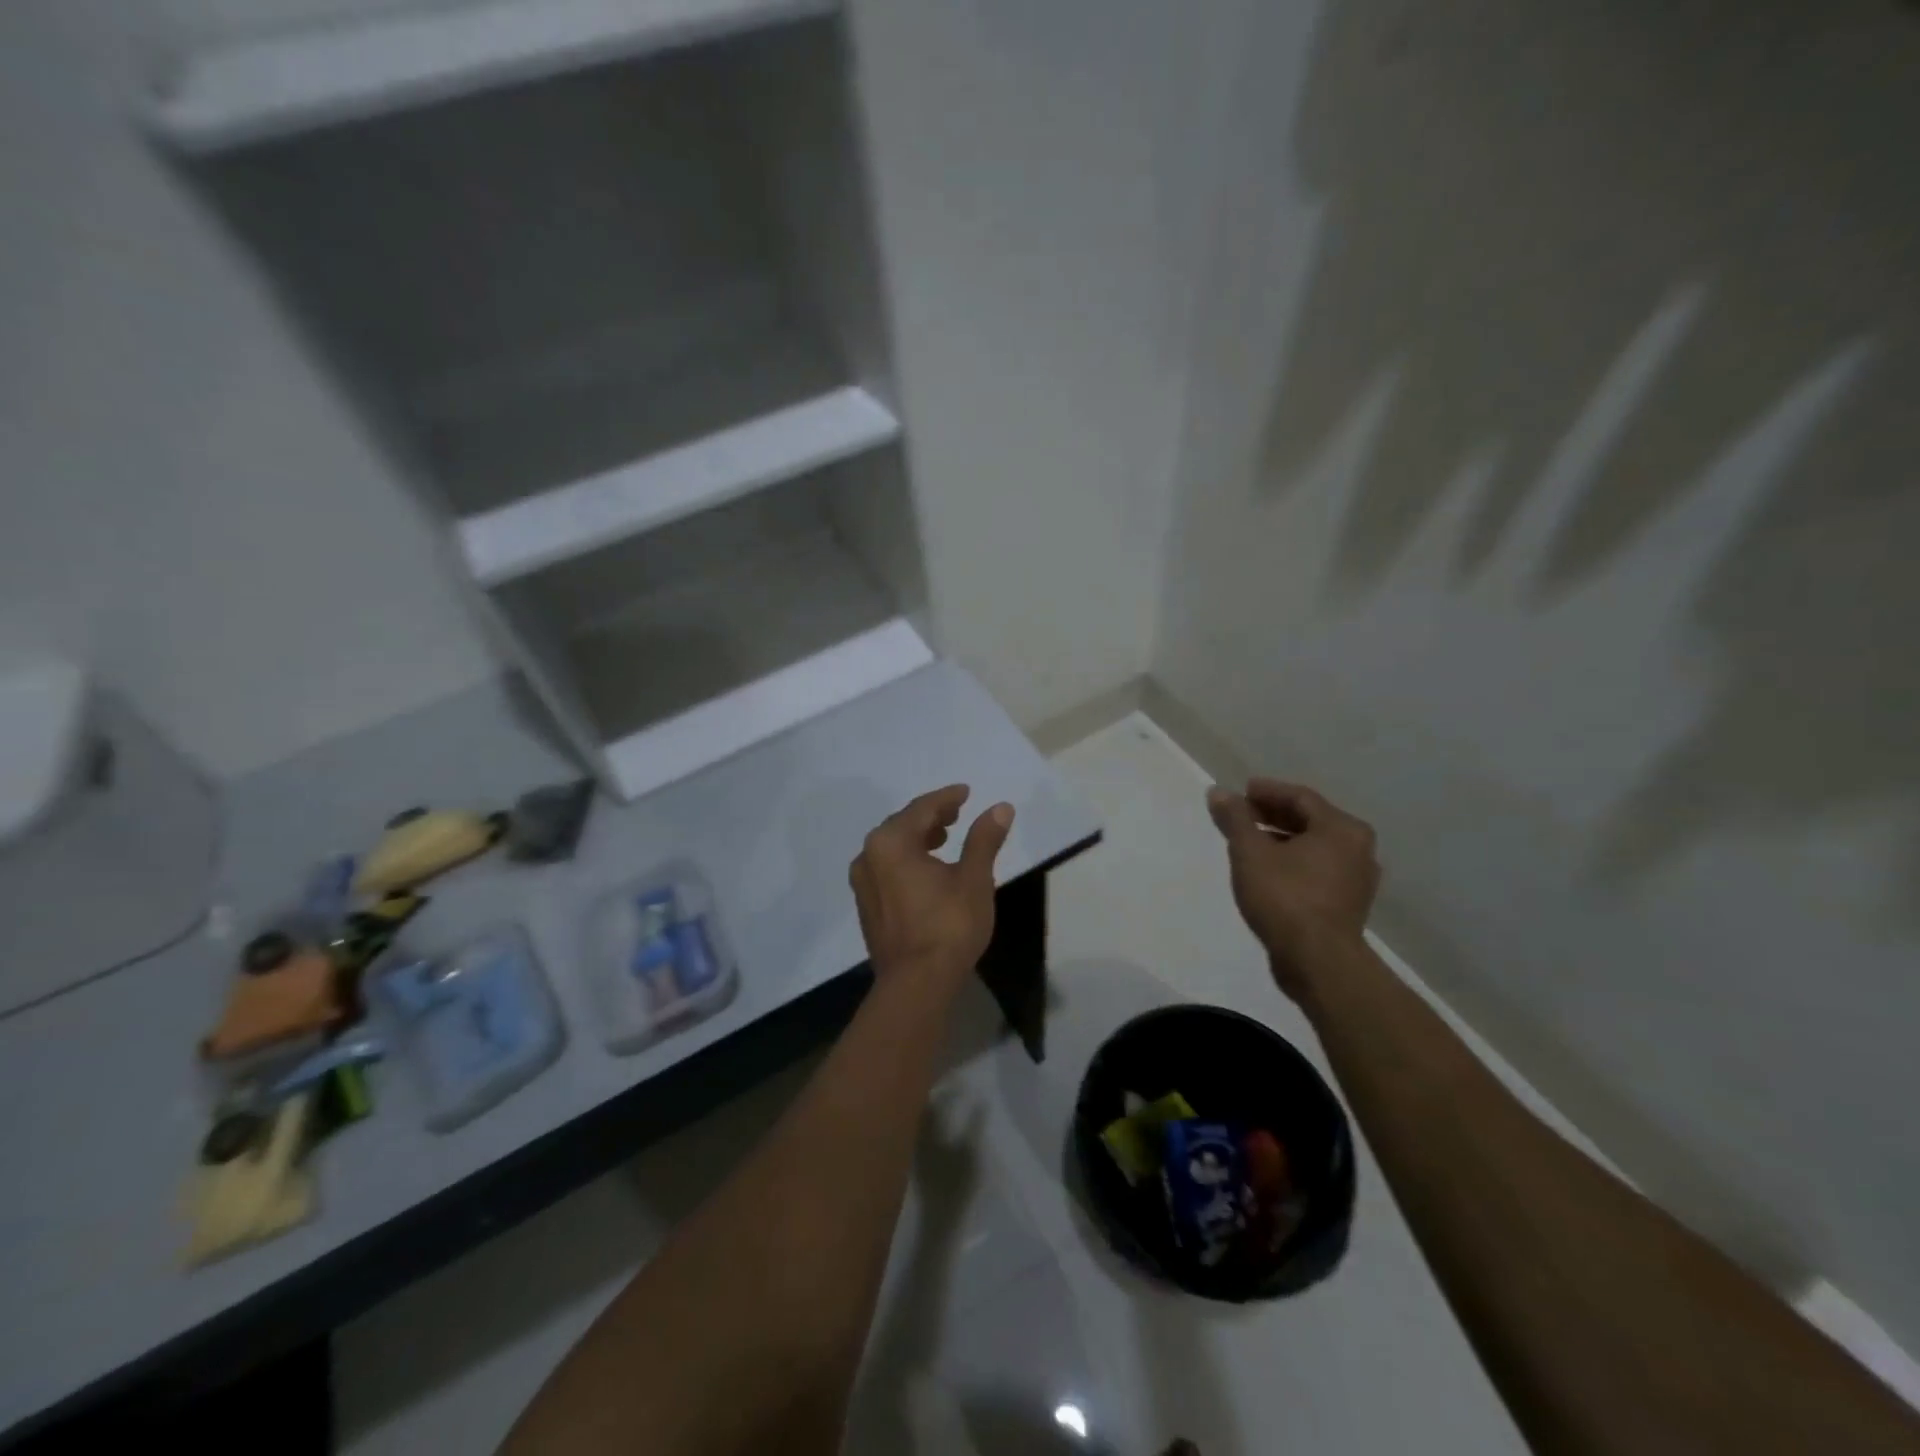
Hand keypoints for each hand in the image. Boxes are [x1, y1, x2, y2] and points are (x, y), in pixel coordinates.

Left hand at [850, 785, 1013, 983]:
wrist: (917, 984)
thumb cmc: (948, 925)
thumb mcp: (974, 878)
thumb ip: (984, 839)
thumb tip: (1000, 807)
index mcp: (891, 842)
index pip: (922, 808)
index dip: (946, 798)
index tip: (966, 792)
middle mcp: (869, 856)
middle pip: (902, 824)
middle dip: (931, 816)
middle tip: (956, 813)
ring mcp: (863, 883)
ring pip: (892, 847)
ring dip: (918, 837)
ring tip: (944, 838)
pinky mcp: (867, 906)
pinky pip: (887, 868)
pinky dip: (908, 860)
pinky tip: (928, 870)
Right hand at [1206, 778, 1379, 1002]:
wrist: (1317, 961)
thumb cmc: (1285, 897)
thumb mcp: (1250, 852)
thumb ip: (1235, 819)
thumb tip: (1219, 792)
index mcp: (1341, 829)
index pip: (1300, 797)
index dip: (1268, 791)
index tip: (1241, 791)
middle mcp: (1358, 849)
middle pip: (1311, 820)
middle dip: (1273, 815)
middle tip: (1242, 814)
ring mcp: (1357, 879)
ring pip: (1315, 847)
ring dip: (1282, 839)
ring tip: (1250, 843)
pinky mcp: (1348, 905)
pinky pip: (1318, 870)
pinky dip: (1293, 862)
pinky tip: (1268, 871)